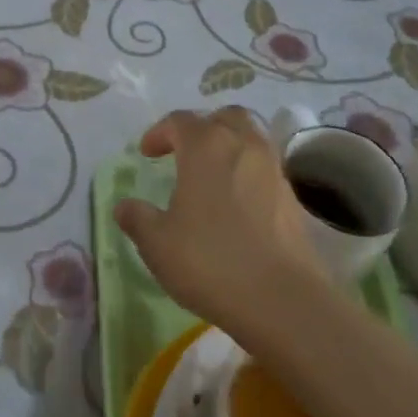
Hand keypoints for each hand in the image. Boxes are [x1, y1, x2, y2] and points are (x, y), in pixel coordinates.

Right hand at [115, 106, 331, 341]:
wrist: (282, 299)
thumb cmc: (210, 261)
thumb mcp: (157, 243)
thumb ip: (138, 218)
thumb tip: (125, 206)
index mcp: (206, 147)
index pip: (179, 121)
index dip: (159, 132)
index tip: (146, 154)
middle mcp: (243, 146)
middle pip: (224, 117)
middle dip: (202, 127)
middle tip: (184, 152)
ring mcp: (273, 170)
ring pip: (251, 138)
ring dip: (229, 146)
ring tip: (211, 175)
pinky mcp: (293, 197)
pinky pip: (266, 168)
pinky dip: (248, 173)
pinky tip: (237, 203)